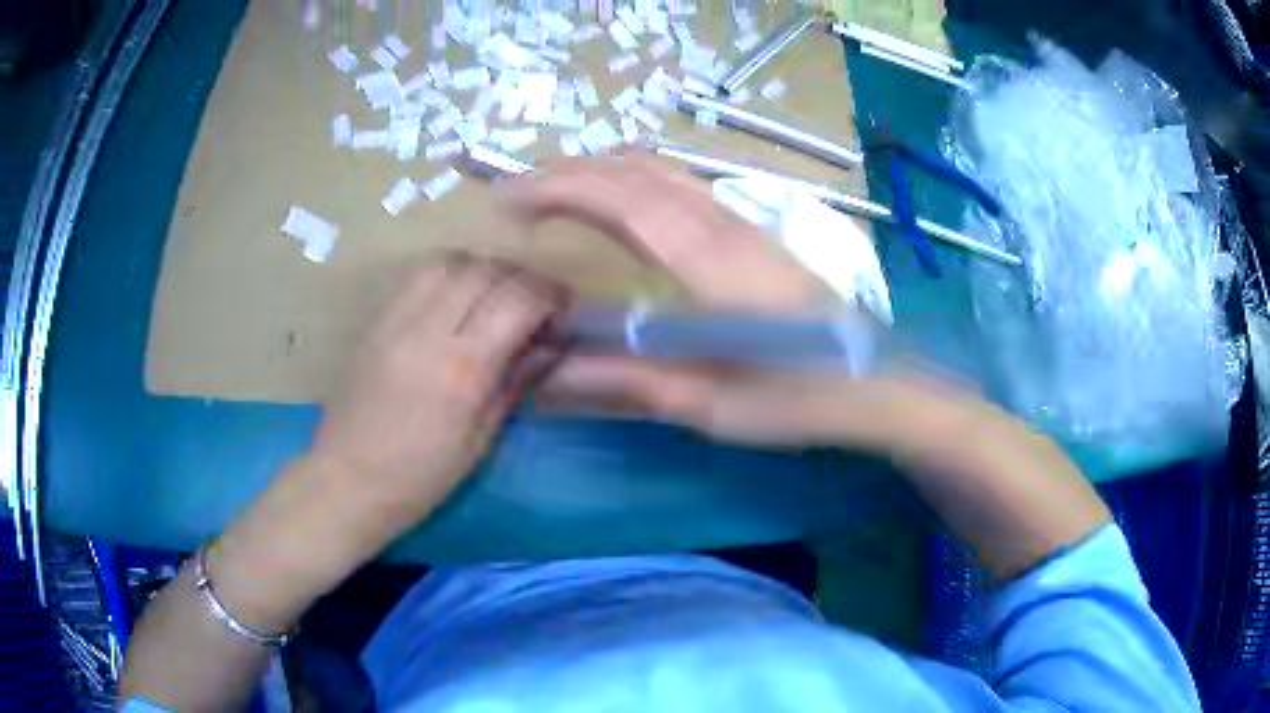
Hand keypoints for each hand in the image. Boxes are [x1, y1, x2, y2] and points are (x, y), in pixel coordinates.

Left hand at [310, 255, 564, 527]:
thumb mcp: (480, 440)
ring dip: (483, 269)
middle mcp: (428, 330)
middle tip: (536, 302)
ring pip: (449, 262)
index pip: (516, 301)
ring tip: (496, 294)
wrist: (348, 480)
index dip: (550, 296)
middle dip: (522, 277)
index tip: (564, 312)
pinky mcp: (376, 320)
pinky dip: (448, 274)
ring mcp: (396, 319)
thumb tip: (551, 347)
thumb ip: (515, 382)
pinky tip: (457, 296)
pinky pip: (417, 275)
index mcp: (461, 368)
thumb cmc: (421, 476)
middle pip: (485, 270)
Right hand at [505, 154, 900, 448]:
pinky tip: (619, 201)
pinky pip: (681, 184)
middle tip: (517, 194)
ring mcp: (742, 222)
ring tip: (555, 192)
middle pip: (636, 171)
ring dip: (601, 169)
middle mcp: (723, 226)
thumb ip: (629, 383)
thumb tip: (551, 374)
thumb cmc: (797, 397)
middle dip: (568, 172)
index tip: (508, 201)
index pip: (620, 199)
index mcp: (708, 264)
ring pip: (661, 169)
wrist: (875, 382)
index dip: (557, 189)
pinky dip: (633, 179)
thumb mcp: (711, 406)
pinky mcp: (753, 231)